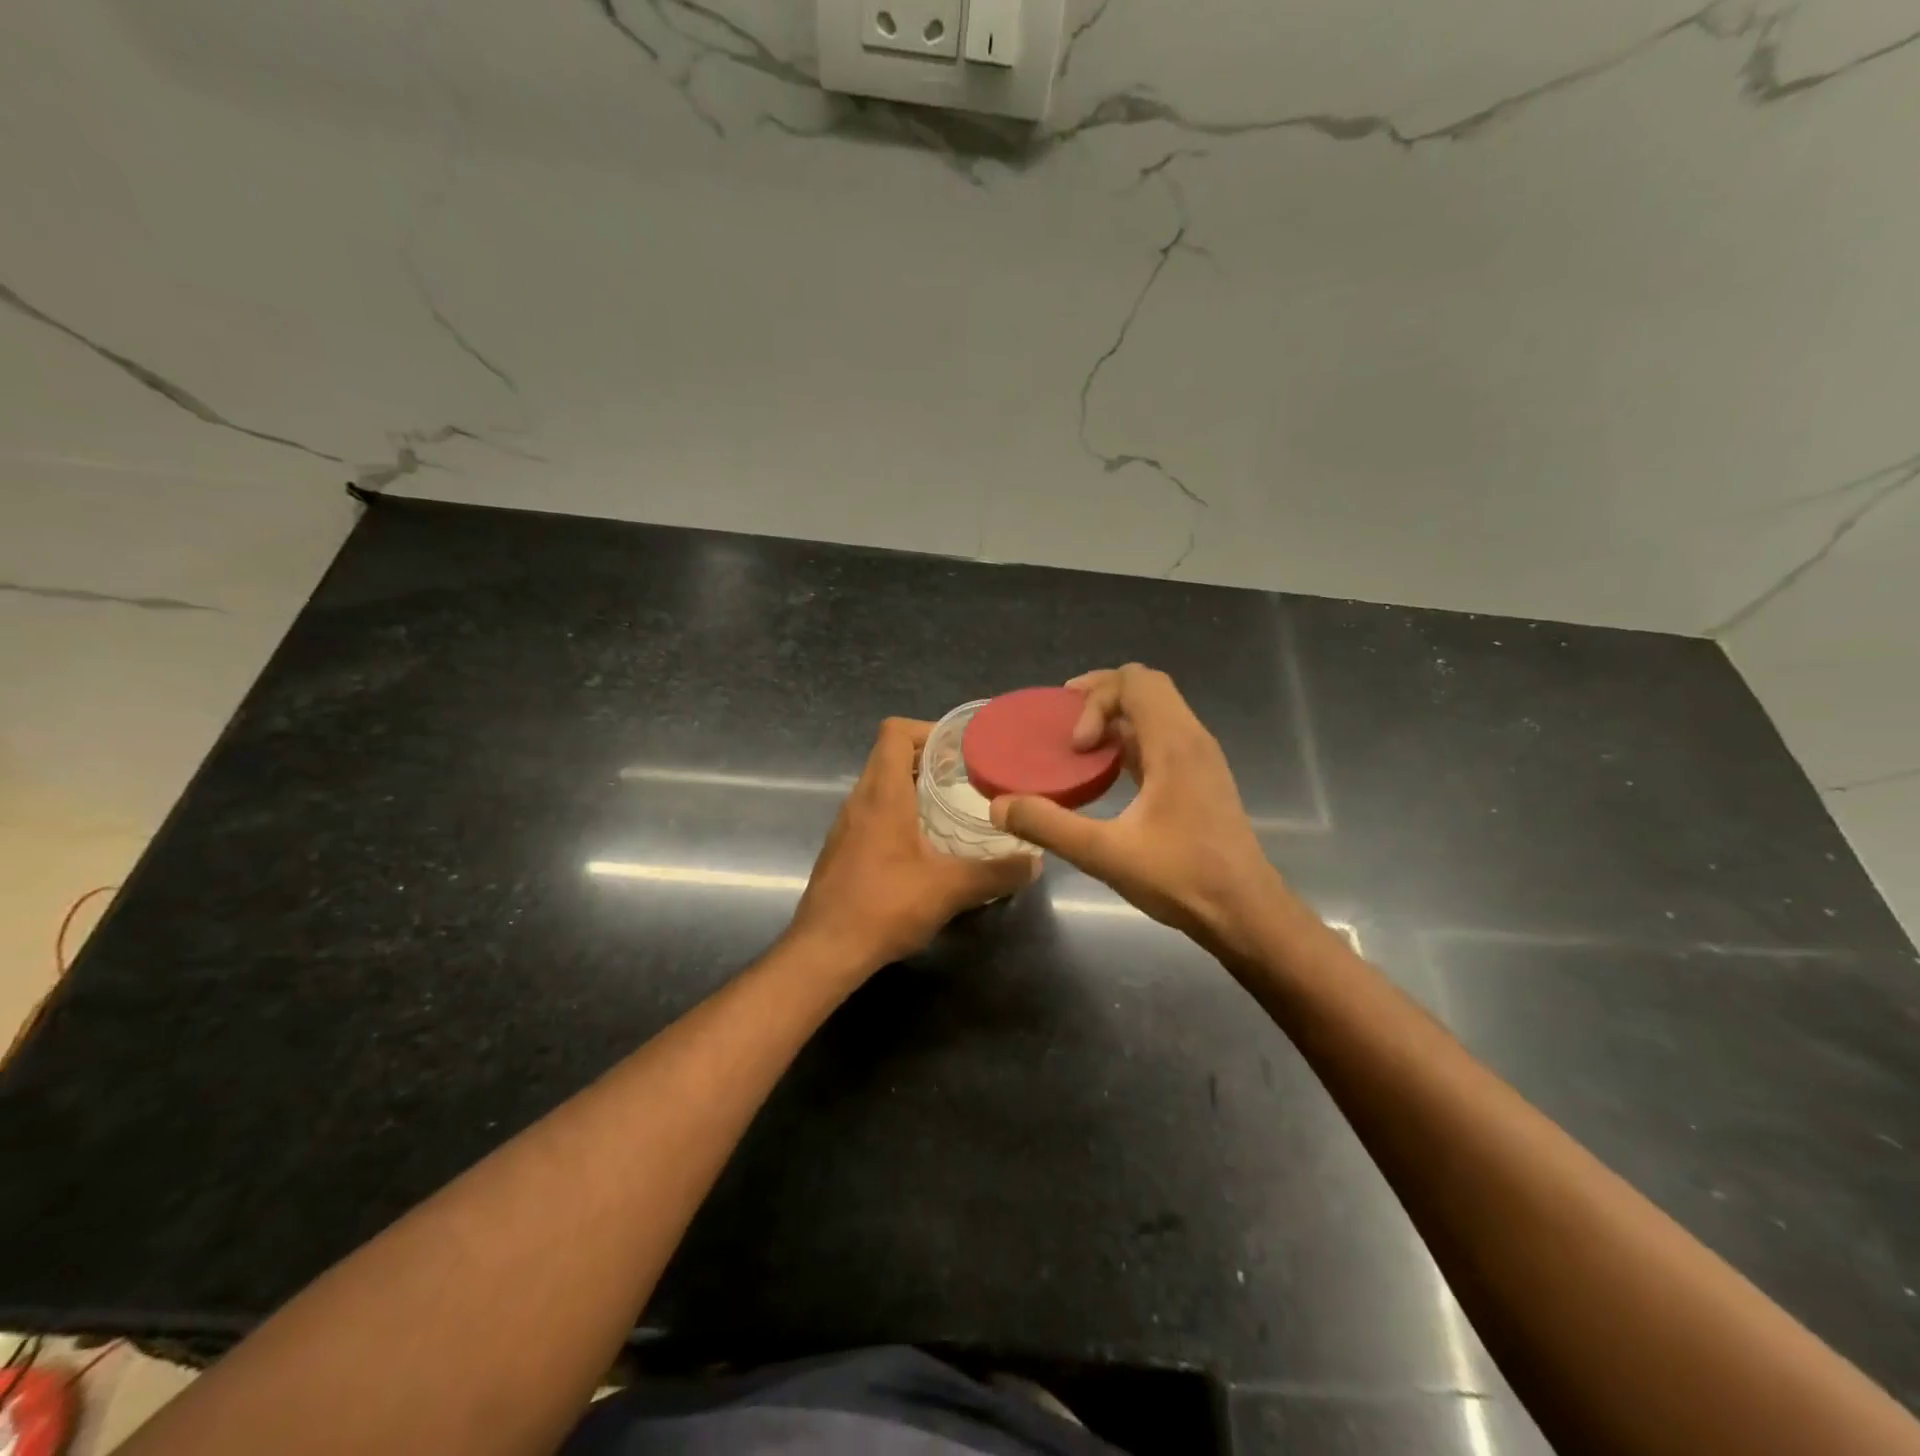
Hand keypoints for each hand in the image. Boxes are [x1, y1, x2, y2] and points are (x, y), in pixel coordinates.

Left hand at [788, 717, 1039, 975]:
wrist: (825, 951)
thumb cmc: (885, 907)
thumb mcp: (950, 890)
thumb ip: (996, 873)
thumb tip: (1035, 862)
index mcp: (883, 794)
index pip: (895, 732)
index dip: (929, 729)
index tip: (961, 750)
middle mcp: (859, 800)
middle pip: (889, 755)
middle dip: (928, 758)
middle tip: (967, 777)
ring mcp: (846, 824)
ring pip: (879, 784)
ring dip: (913, 786)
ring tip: (951, 807)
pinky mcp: (842, 848)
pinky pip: (872, 812)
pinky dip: (898, 812)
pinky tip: (924, 844)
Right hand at [989, 665, 1280, 957]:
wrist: (1246, 913)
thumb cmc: (1183, 879)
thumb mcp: (1106, 854)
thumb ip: (1049, 826)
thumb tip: (998, 806)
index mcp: (1175, 744)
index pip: (1135, 682)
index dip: (1095, 699)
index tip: (1076, 744)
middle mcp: (1192, 739)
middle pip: (1146, 687)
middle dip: (1101, 696)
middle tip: (1066, 725)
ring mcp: (1199, 758)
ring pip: (1156, 711)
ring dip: (1116, 717)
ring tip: (1078, 745)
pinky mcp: (1199, 779)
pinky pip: (1161, 737)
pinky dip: (1130, 739)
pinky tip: (1106, 773)